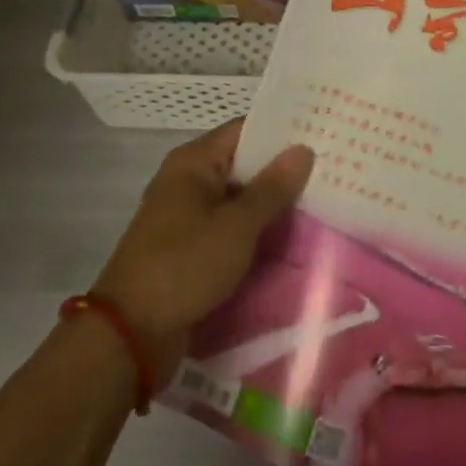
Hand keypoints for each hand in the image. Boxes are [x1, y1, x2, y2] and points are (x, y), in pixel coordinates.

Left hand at [94, 120, 313, 382]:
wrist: (131, 335)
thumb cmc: (184, 266)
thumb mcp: (236, 226)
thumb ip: (272, 187)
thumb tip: (303, 149)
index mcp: (193, 163)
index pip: (245, 130)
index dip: (283, 130)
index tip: (324, 132)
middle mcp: (188, 181)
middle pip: (244, 165)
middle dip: (284, 170)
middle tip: (333, 170)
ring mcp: (188, 216)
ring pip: (240, 200)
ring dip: (273, 204)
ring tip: (325, 200)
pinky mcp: (191, 248)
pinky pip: (231, 228)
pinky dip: (257, 230)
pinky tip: (293, 236)